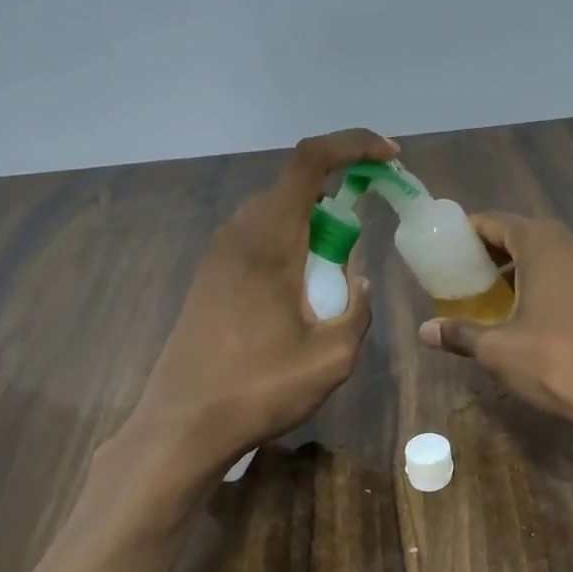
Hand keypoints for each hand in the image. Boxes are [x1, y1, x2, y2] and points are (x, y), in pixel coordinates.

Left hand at [118, 128, 397, 478]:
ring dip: (315, 225)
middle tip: (370, 227)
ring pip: (276, 213)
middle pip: (294, 185)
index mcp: (269, 240)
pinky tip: (304, 292)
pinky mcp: (210, 277)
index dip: (354, 145)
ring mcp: (218, 255)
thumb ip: (357, 308)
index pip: (310, 161)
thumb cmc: (260, 389)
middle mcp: (238, 234)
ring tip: (339, 271)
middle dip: (340, 193)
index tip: (390, 158)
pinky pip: (259, 239)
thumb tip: (357, 279)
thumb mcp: (333, 356)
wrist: (182, 425)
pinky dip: (292, 245)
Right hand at [417, 212, 572, 432]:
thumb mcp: (498, 350)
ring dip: (516, 270)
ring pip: (545, 255)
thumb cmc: (556, 363)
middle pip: (519, 235)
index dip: (465, 235)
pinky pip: (565, 273)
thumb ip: (460, 333)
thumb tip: (424, 332)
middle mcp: (571, 242)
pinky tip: (527, 314)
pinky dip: (541, 283)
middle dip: (488, 254)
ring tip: (490, 299)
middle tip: (462, 280)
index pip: (493, 222)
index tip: (444, 255)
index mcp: (542, 243)